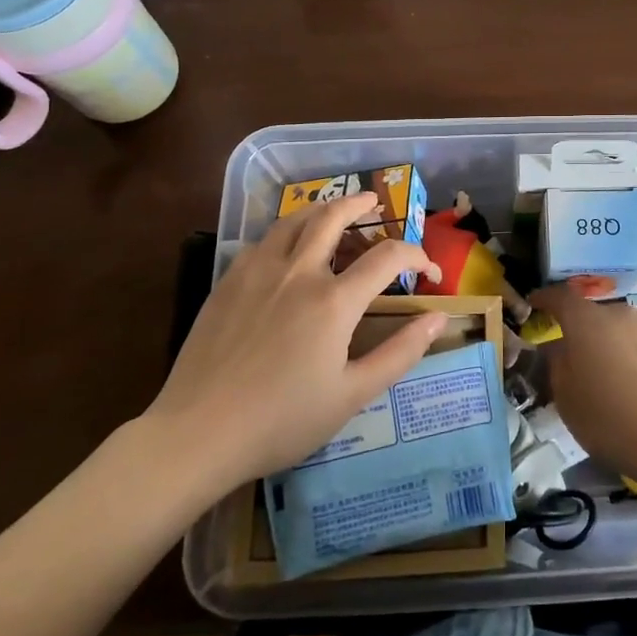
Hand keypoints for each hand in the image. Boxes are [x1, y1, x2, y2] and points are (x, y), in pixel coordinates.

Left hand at [140, 193, 444, 506]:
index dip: (416, 256)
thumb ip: (400, 352)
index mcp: (334, 301)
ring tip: (333, 211)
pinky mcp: (228, 282)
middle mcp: (298, 272)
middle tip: (373, 201)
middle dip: (359, 203)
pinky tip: (286, 247)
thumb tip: (439, 318)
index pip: (387, 257)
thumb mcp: (352, 395)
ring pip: (294, 220)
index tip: (429, 271)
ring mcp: (258, 273)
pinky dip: (286, 232)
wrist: (198, 434)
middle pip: (333, 217)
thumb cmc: (282, 420)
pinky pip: (263, 241)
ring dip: (321, 208)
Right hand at [532, 282, 636, 487]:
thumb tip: (559, 346)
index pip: (560, 297)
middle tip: (584, 359)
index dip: (546, 298)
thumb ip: (557, 362)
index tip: (536, 303)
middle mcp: (620, 313)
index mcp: (586, 321)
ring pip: (627, 328)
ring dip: (618, 342)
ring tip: (621, 375)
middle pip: (597, 316)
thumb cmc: (606, 419)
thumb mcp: (565, 397)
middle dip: (587, 331)